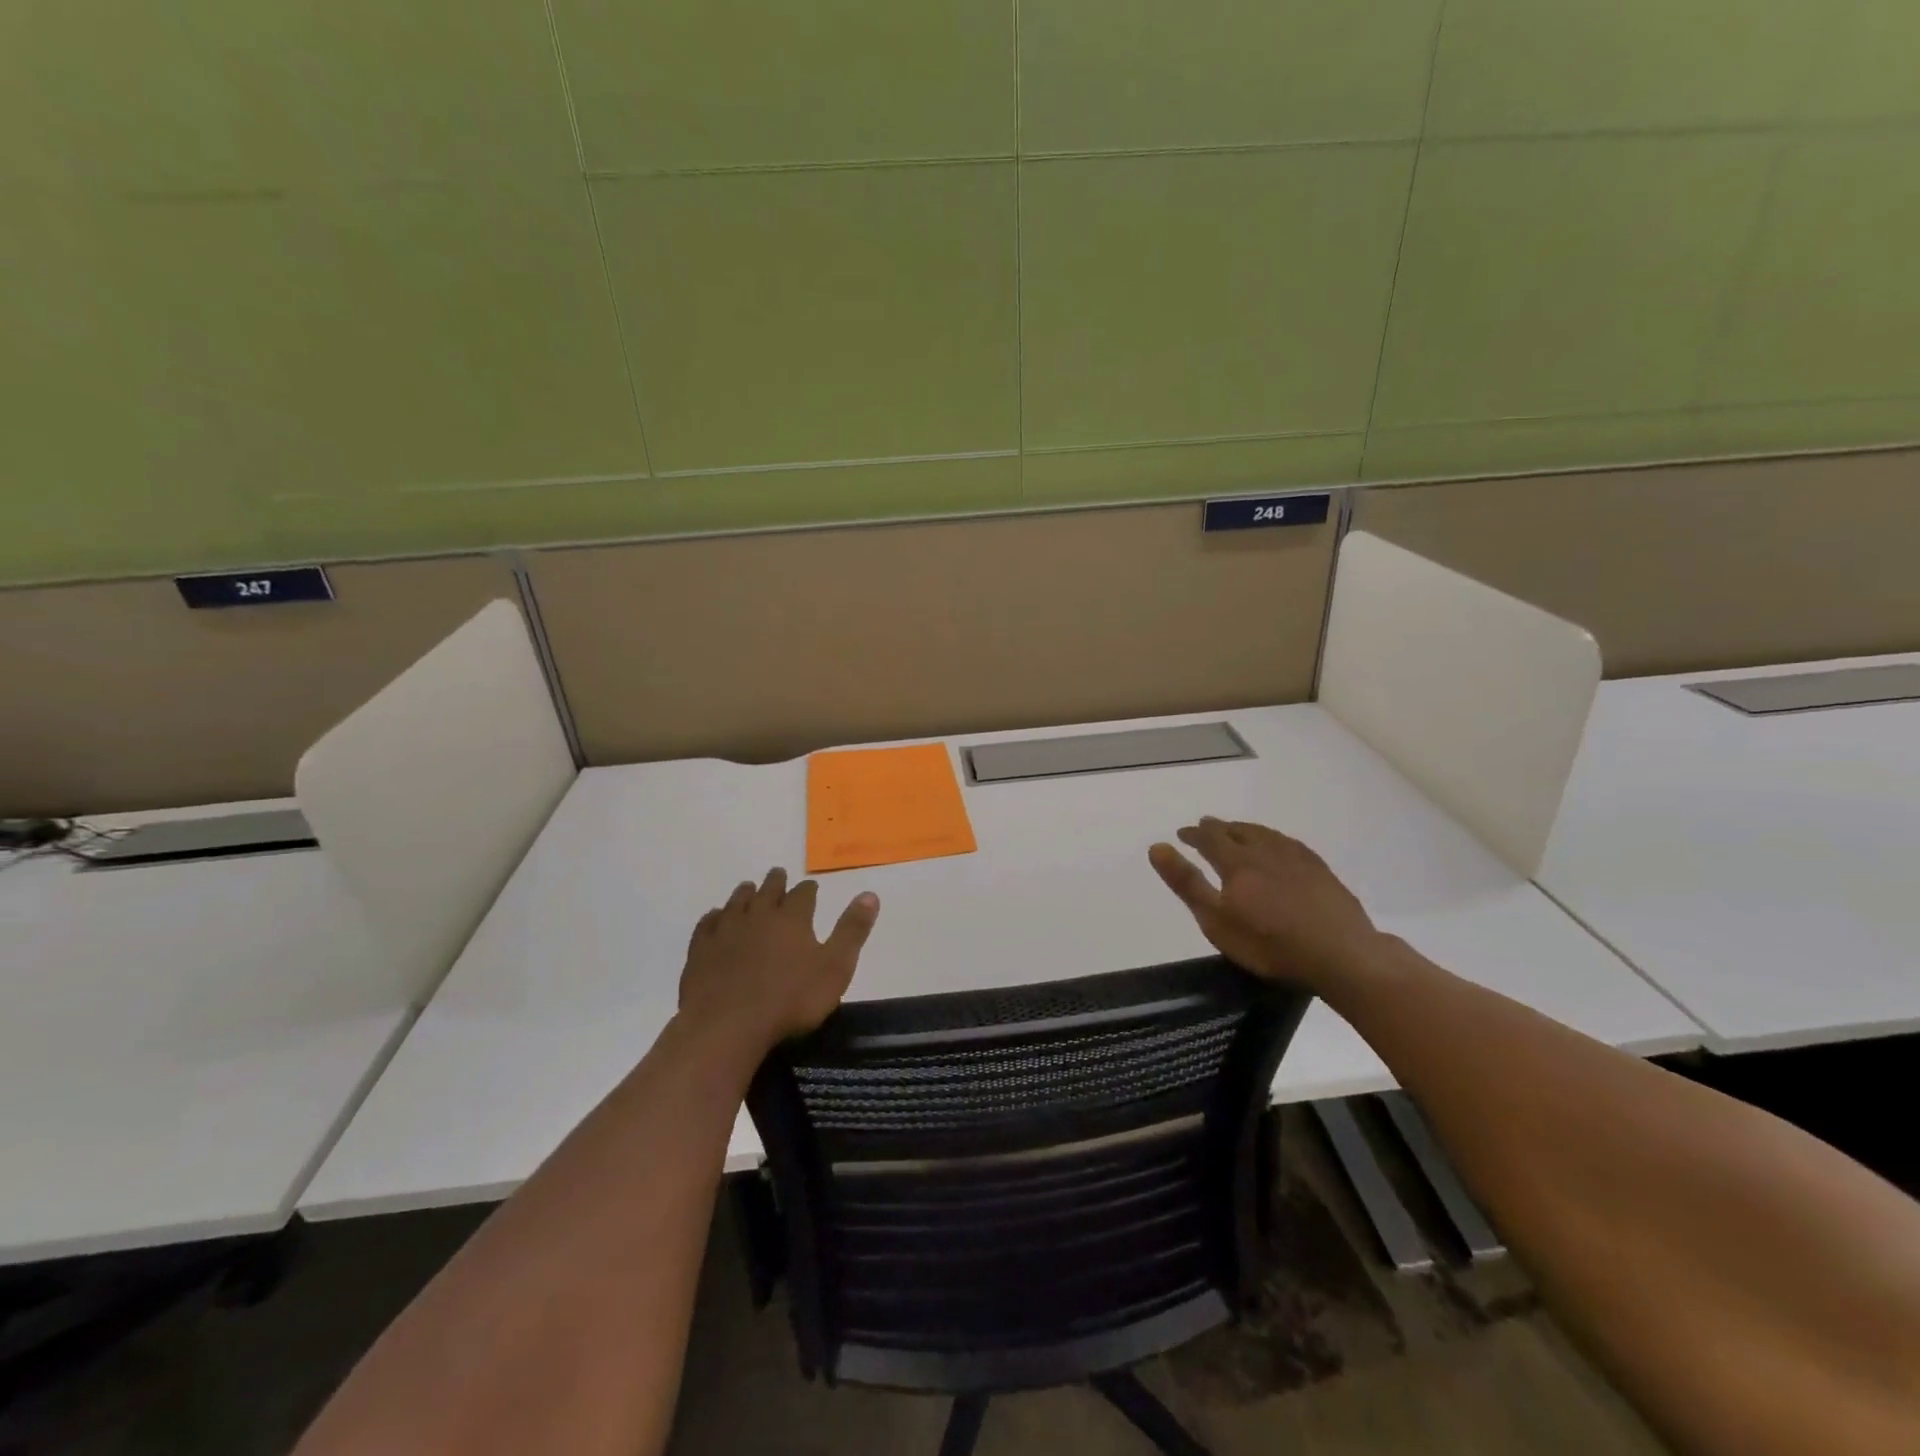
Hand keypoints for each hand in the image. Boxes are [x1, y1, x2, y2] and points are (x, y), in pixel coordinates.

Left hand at [678, 868, 879, 1056]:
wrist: (727, 1025)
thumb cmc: (790, 1000)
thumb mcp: (835, 968)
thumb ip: (852, 931)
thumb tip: (870, 894)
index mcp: (792, 918)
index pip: (803, 894)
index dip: (808, 889)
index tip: (811, 887)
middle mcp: (759, 914)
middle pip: (768, 890)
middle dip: (776, 882)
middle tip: (778, 875)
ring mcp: (726, 930)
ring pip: (737, 901)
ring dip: (746, 893)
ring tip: (749, 888)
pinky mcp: (700, 949)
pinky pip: (708, 924)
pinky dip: (714, 916)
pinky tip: (715, 917)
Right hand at [1149, 818, 1383, 991]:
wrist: (1340, 954)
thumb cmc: (1269, 943)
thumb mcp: (1216, 919)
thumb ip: (1186, 882)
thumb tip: (1157, 847)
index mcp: (1236, 862)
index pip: (1209, 838)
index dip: (1193, 834)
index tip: (1182, 833)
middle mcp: (1264, 851)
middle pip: (1237, 832)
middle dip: (1218, 828)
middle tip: (1205, 826)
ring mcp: (1296, 859)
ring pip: (1264, 834)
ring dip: (1245, 829)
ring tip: (1237, 830)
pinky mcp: (1320, 870)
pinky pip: (1290, 843)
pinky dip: (1274, 838)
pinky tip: (1278, 845)